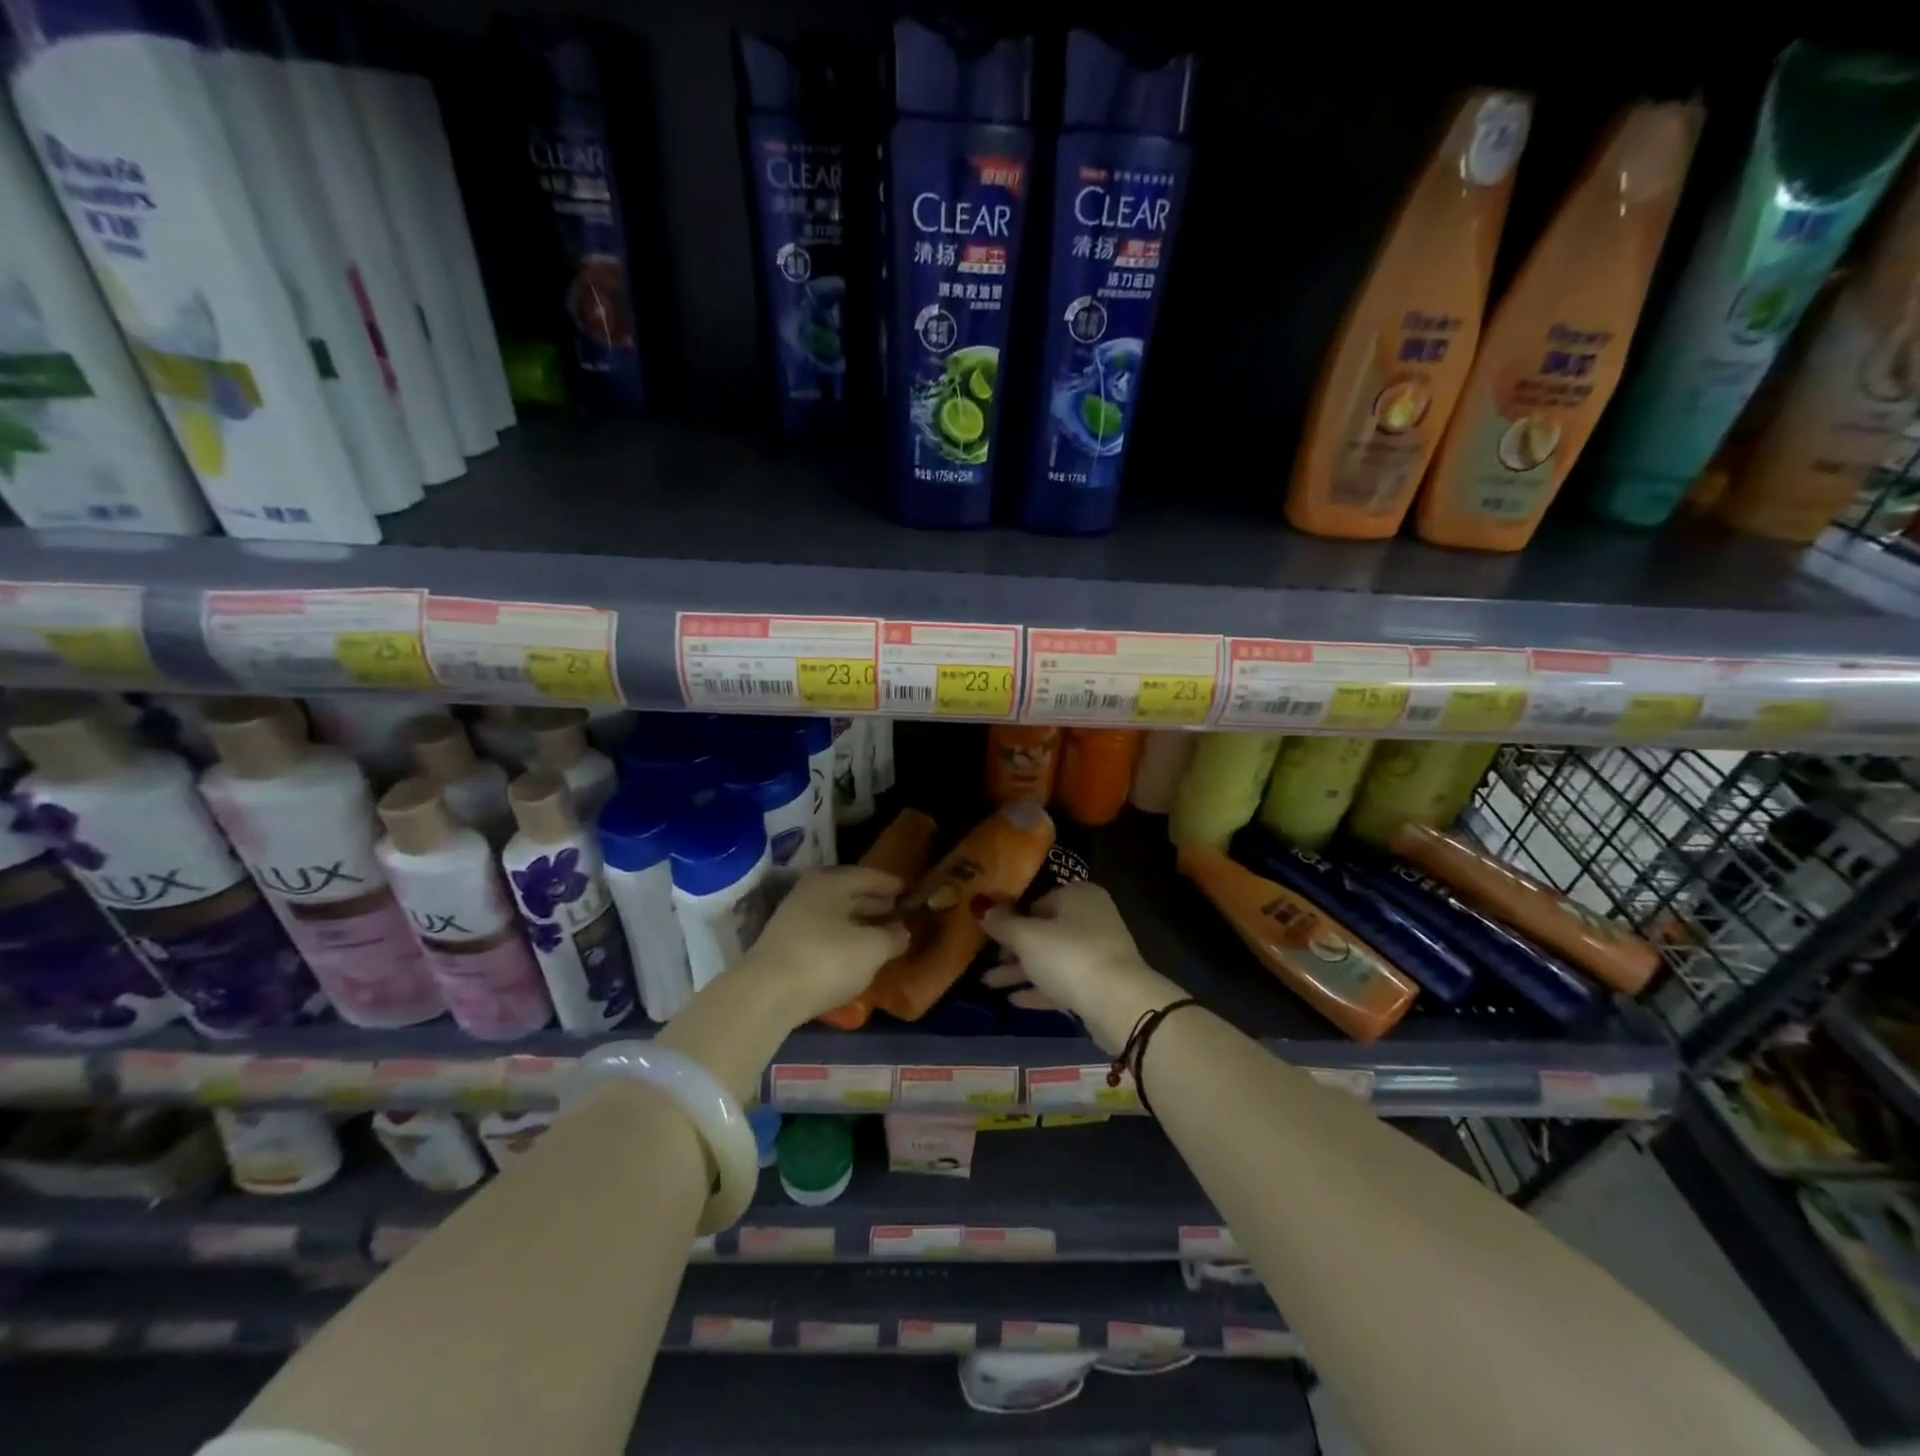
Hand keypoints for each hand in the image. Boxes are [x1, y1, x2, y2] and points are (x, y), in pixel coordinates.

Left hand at [747, 866, 909, 1023]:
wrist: (766, 996)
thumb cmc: (826, 960)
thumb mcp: (871, 949)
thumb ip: (892, 937)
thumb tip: (902, 931)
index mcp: (831, 882)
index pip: (867, 876)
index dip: (890, 884)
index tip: (908, 890)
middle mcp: (809, 893)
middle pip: (849, 893)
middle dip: (874, 902)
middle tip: (898, 910)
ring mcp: (793, 919)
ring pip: (835, 914)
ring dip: (858, 922)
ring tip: (881, 933)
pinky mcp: (785, 946)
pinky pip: (823, 933)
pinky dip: (843, 938)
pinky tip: (855, 952)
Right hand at [978, 883, 1165, 1050]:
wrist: (1119, 1004)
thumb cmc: (1069, 956)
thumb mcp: (1028, 938)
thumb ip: (1002, 923)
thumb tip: (979, 906)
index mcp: (1078, 896)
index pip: (1038, 900)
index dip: (1012, 916)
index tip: (989, 933)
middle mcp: (1091, 918)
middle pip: (1044, 930)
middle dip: (1013, 948)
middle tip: (986, 960)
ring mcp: (1098, 952)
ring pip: (1051, 958)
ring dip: (1021, 971)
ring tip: (988, 983)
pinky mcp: (1099, 984)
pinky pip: (1062, 981)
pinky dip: (1039, 988)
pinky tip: (1013, 1000)